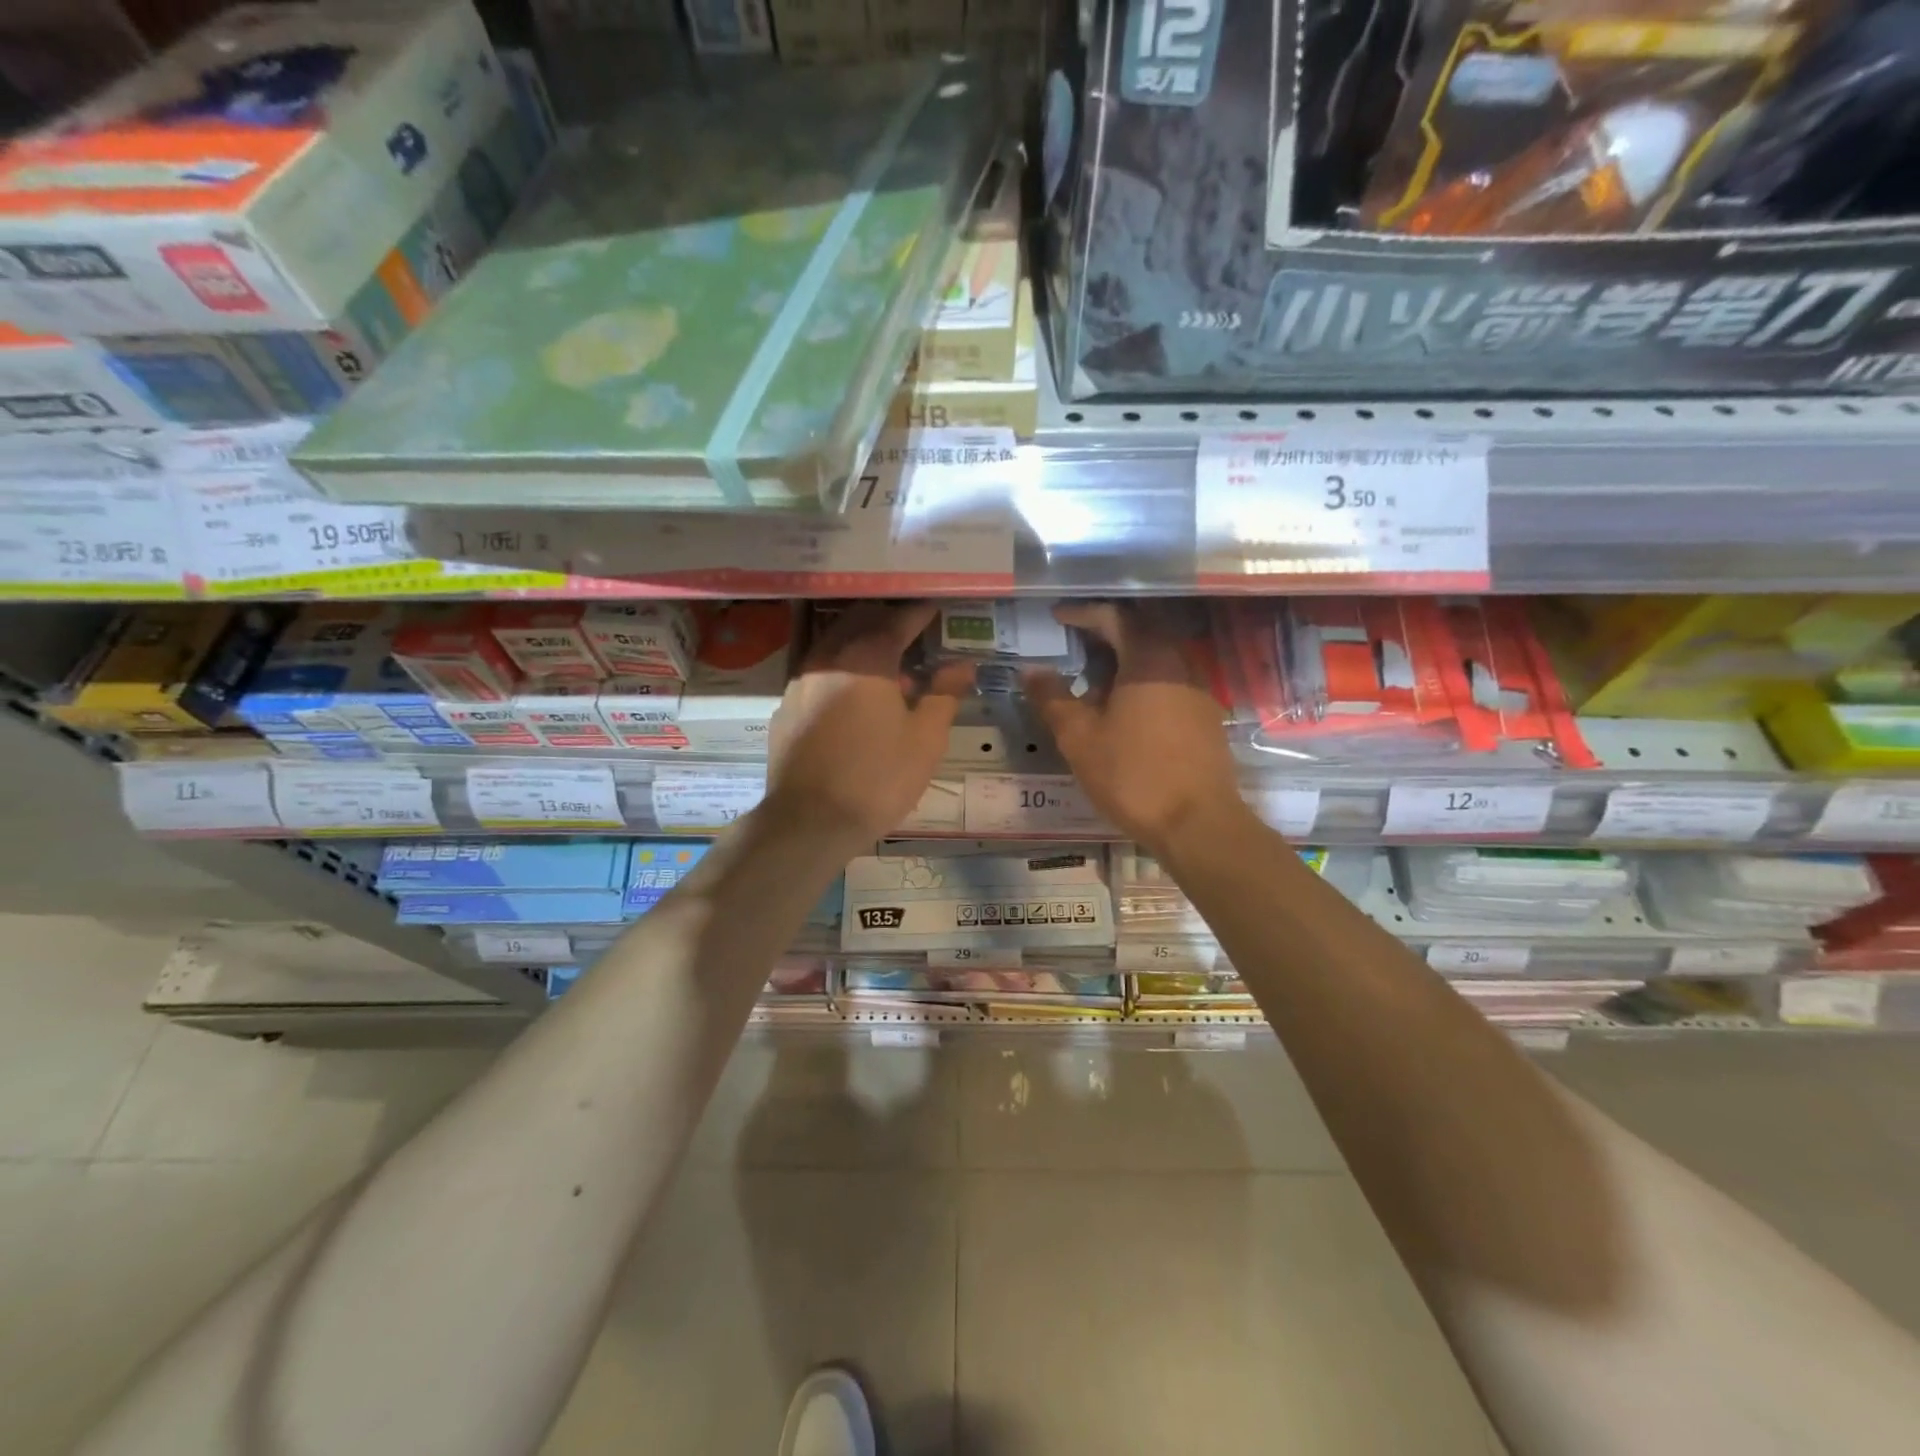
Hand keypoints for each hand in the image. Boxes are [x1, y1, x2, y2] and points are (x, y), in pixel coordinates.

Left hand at [763, 603, 972, 845]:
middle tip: (912, 630)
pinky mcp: (785, 708)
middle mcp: (828, 657)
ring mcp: (800, 682)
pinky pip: (816, 673)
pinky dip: (839, 671)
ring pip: (833, 645)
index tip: (936, 607)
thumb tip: (963, 665)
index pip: (898, 619)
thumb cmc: (878, 778)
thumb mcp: (925, 740)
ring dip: (860, 644)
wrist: (809, 821)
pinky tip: (852, 698)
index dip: (920, 612)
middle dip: (887, 619)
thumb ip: (944, 695)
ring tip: (886, 666)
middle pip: (858, 622)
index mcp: (867, 658)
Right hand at [1025, 602, 1246, 854]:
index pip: (1114, 617)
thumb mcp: (1079, 737)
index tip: (1057, 618)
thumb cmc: (1132, 775)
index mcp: (1148, 659)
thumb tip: (1032, 671)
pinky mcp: (1205, 718)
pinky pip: (1169, 683)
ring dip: (1123, 661)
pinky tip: (1123, 712)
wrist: (1198, 823)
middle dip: (1104, 634)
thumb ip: (1053, 698)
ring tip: (1092, 683)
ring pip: (1156, 659)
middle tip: (1073, 645)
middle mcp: (1179, 664)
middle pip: (1140, 632)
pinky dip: (1141, 683)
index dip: (1082, 613)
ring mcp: (1197, 691)